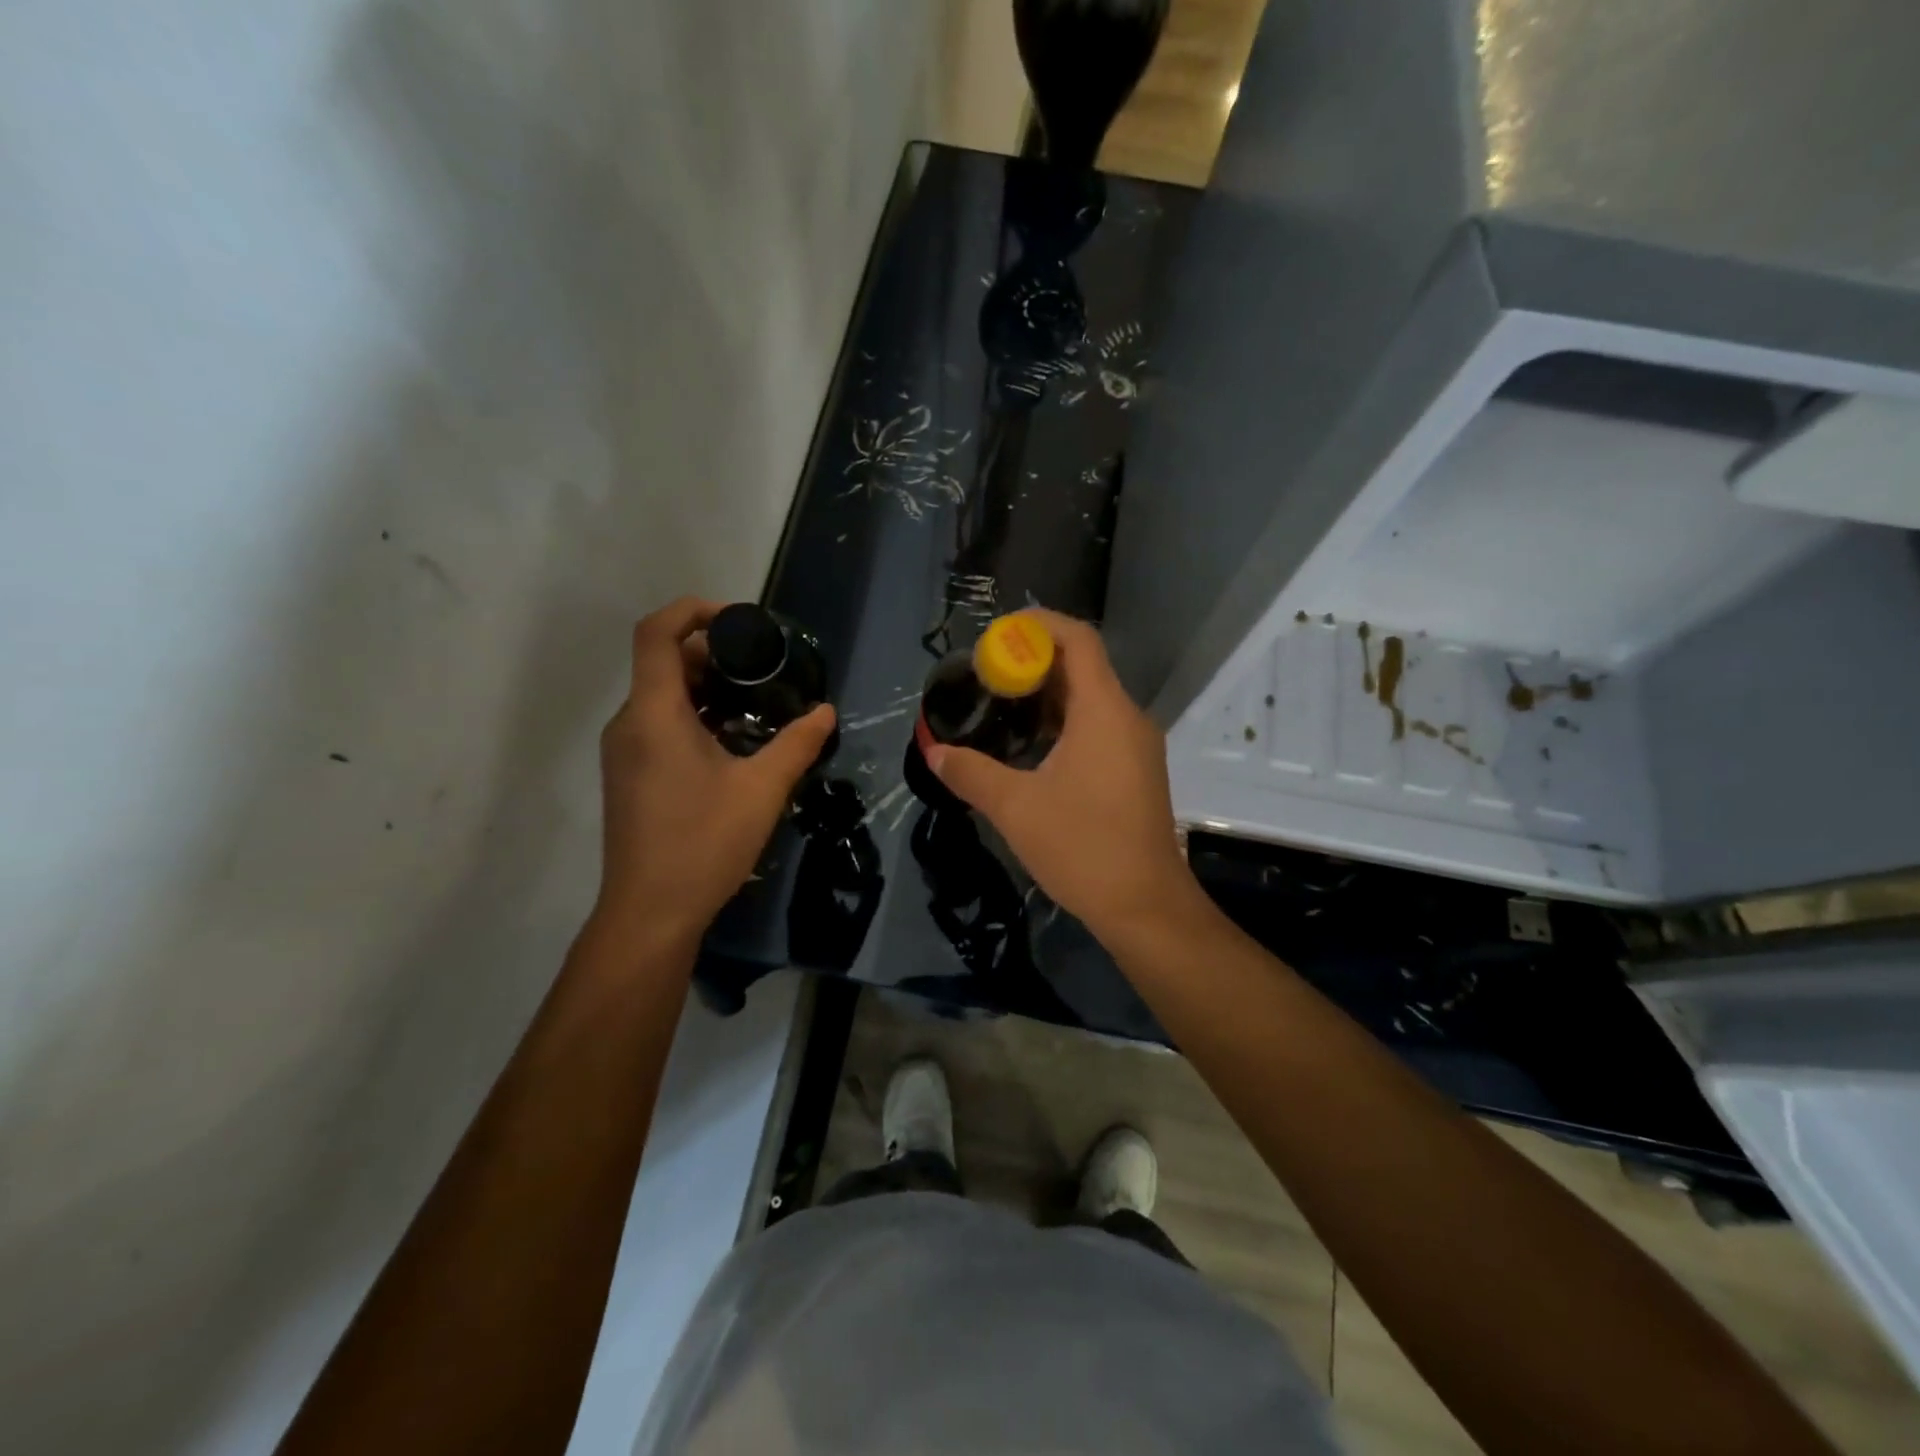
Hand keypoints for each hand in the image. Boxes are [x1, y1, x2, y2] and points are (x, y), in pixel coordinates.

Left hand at [595, 597, 835, 950]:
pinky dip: (693, 716)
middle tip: (764, 666)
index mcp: (653, 714)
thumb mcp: (762, 789)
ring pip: (661, 696)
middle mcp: (629, 723)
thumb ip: (797, 743)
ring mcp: (624, 752)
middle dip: (713, 653)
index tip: (740, 620)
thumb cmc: (703, 843)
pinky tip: (734, 741)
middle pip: (662, 663)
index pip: (656, 633)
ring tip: (757, 701)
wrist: (650, 912)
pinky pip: (658, 725)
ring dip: (705, 688)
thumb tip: (826, 711)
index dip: (693, 610)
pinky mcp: (629, 776)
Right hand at [924, 610, 1197, 940]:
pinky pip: (1098, 726)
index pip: (1078, 639)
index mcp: (1104, 711)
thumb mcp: (1015, 808)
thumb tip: (934, 752)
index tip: (996, 636)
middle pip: (1082, 666)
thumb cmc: (1083, 848)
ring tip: (999, 704)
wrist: (1145, 906)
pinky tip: (1029, 744)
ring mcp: (1135, 745)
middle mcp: (1127, 717)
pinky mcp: (1135, 770)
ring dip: (1047, 694)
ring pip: (1090, 698)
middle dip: (1033, 661)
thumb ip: (970, 773)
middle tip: (986, 674)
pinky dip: (1063, 721)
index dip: (1038, 625)